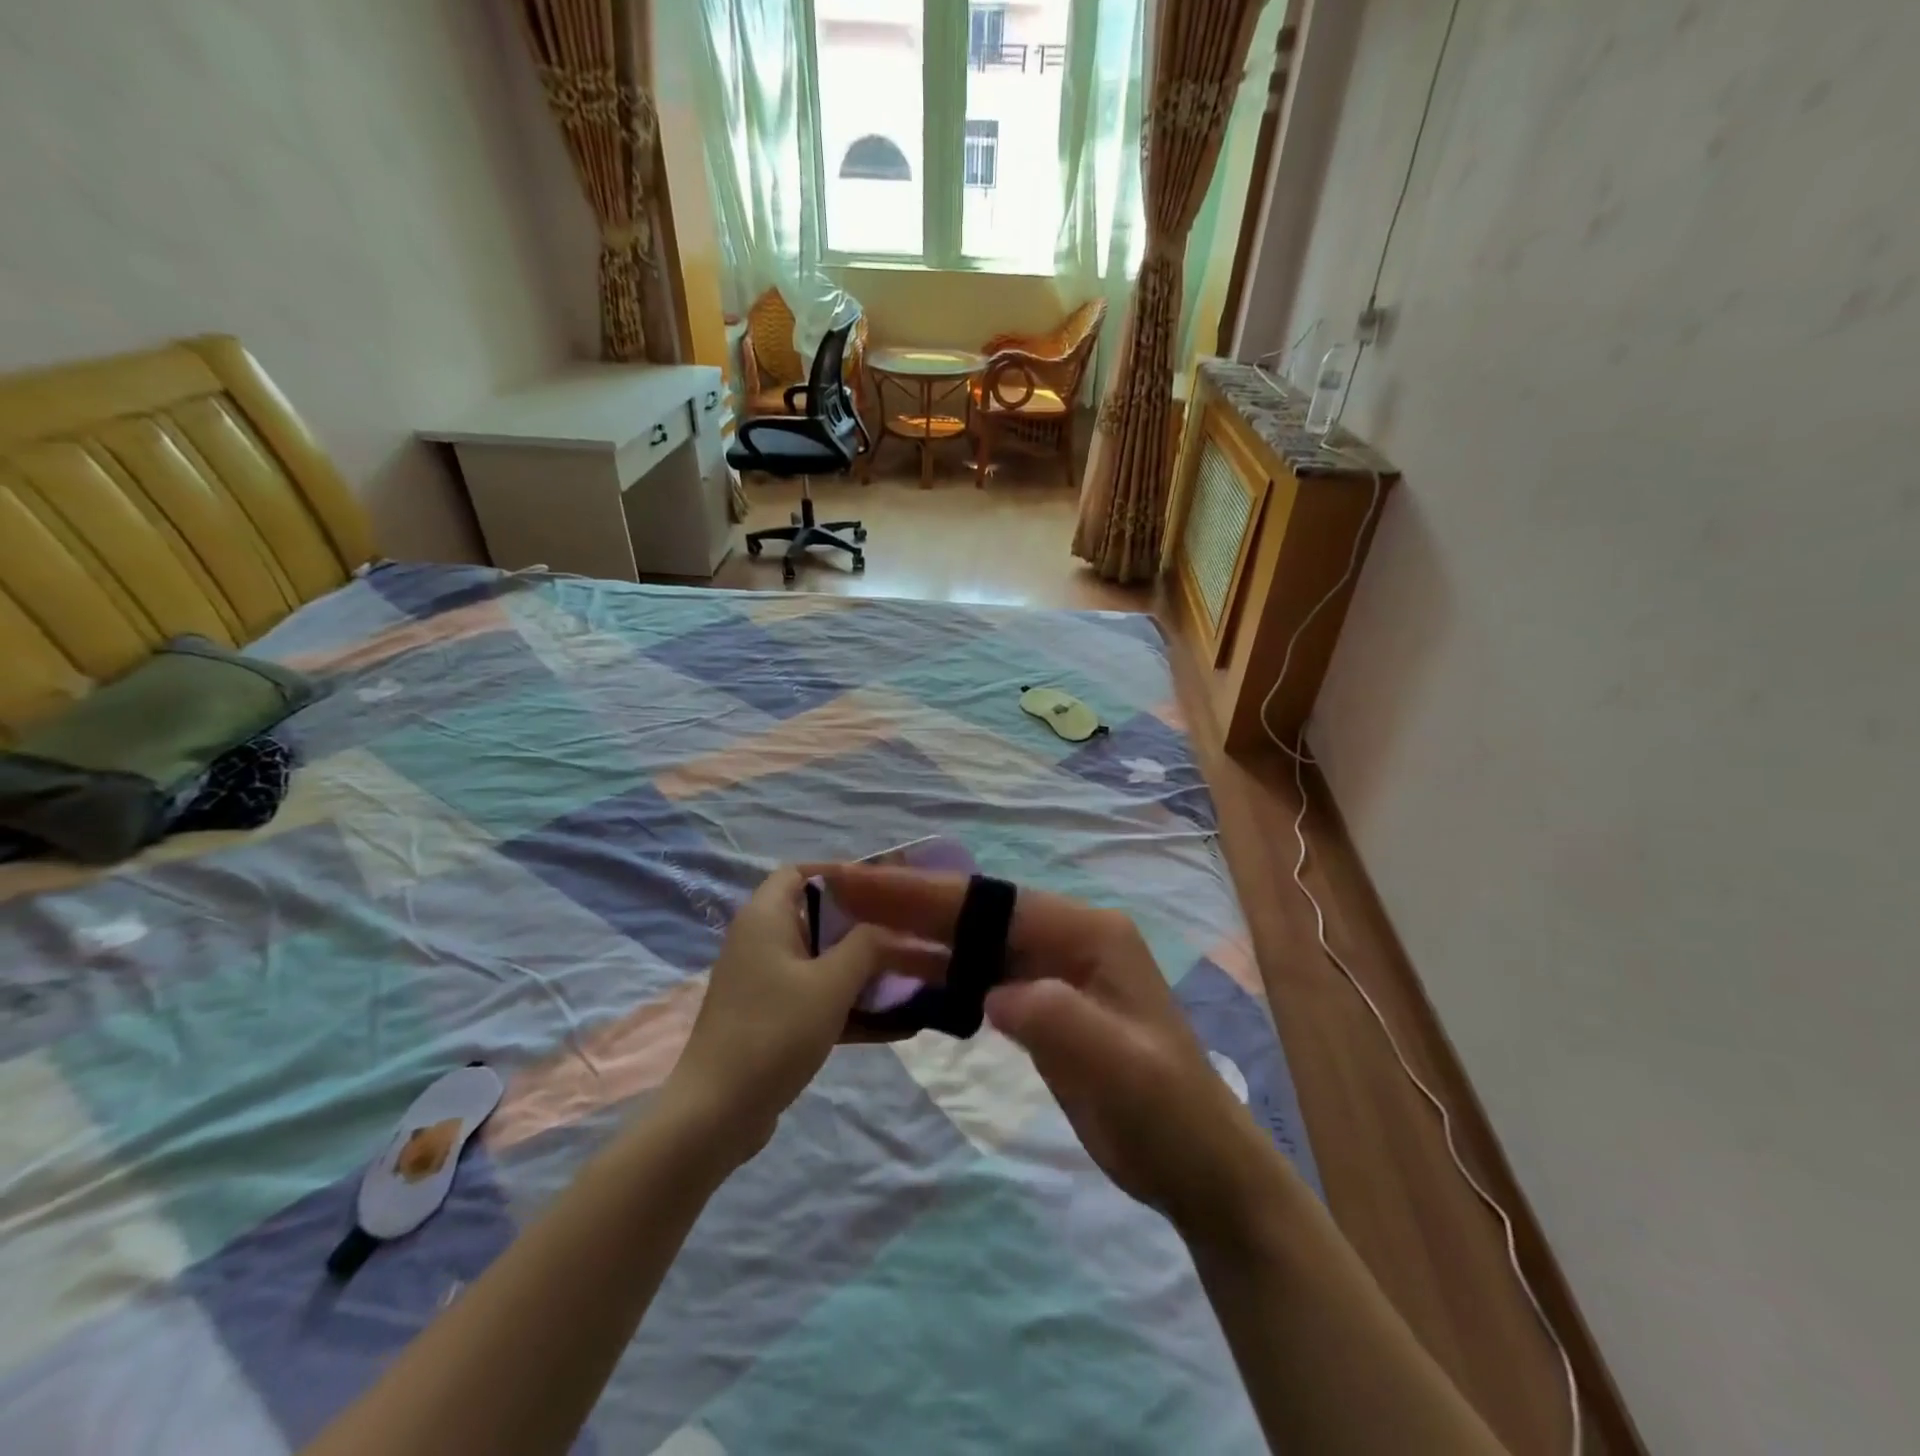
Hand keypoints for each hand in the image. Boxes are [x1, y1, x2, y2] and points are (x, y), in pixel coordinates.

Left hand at [665, 866, 944, 1163]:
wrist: (716, 1114)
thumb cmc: (774, 1031)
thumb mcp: (831, 983)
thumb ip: (867, 946)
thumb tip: (892, 930)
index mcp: (765, 918)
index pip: (798, 872)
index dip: (838, 873)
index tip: (881, 889)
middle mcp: (760, 942)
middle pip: (816, 917)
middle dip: (862, 926)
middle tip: (904, 933)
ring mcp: (763, 983)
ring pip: (820, 961)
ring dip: (861, 969)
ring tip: (909, 977)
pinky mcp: (770, 1019)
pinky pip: (816, 998)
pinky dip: (849, 1005)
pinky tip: (896, 1025)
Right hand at [815, 866, 1279, 1242]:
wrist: (1196, 1167)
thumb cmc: (1169, 1114)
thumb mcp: (1123, 1067)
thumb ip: (1060, 1019)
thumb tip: (993, 994)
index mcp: (1087, 933)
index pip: (990, 903)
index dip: (922, 892)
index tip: (858, 880)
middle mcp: (1066, 938)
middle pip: (974, 913)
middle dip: (906, 899)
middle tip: (839, 888)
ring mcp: (1052, 971)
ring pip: (970, 941)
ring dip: (914, 932)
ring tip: (851, 924)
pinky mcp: (1039, 1005)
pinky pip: (977, 976)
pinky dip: (935, 971)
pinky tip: (896, 972)